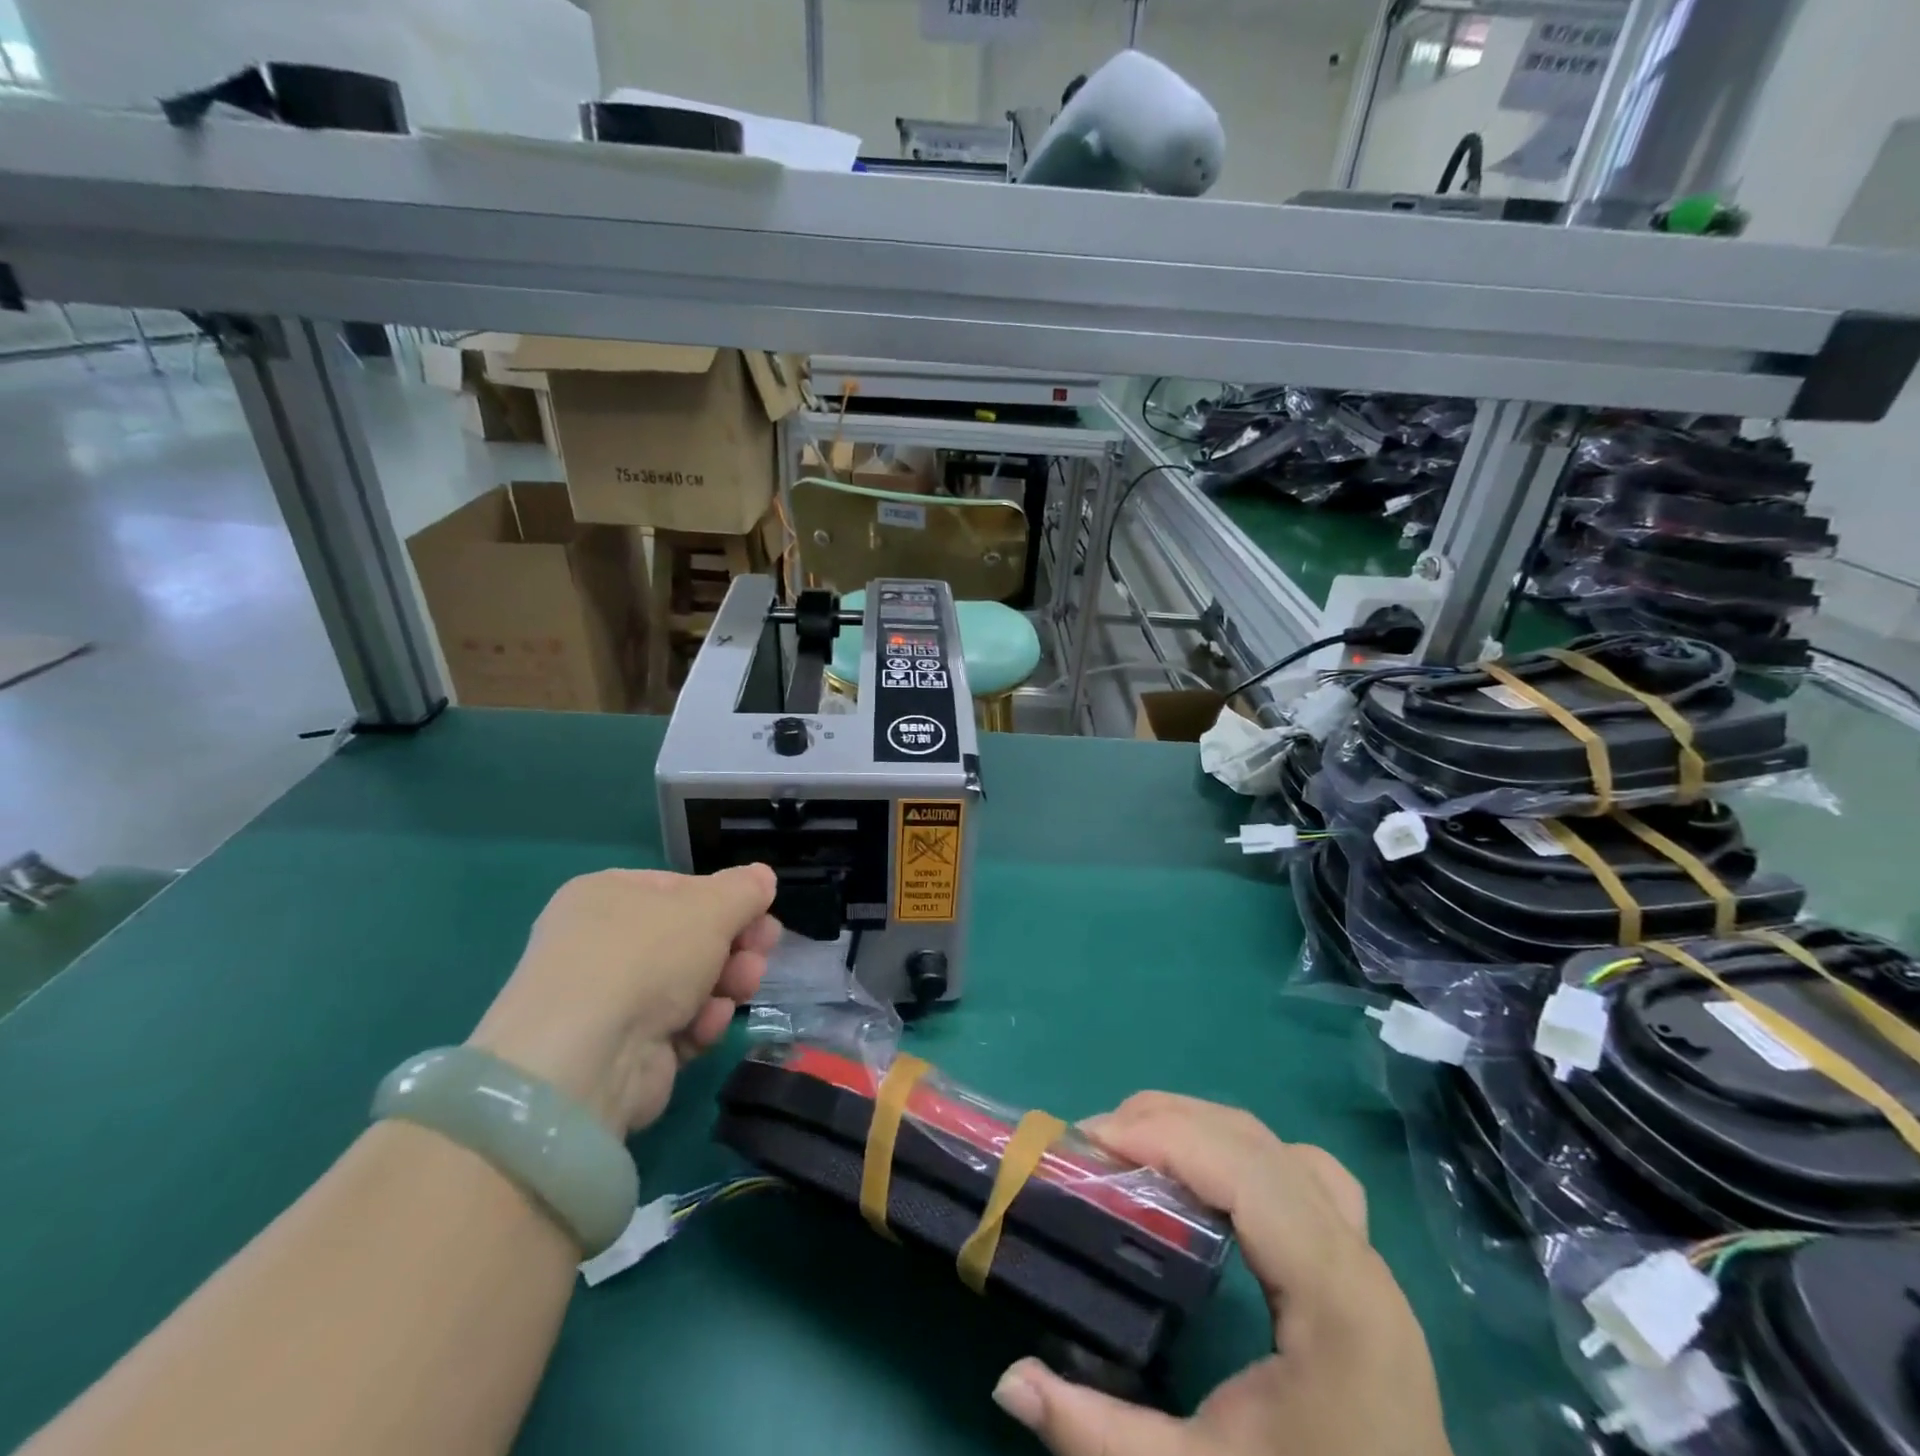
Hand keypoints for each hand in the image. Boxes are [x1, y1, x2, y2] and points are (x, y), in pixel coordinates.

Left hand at [468, 866, 779, 1133]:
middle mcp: (602, 943)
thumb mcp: (709, 908)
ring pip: (691, 982)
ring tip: (743, 987)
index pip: (681, 888)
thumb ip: (744, 890)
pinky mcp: (624, 1048)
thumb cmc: (646, 957)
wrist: (587, 1059)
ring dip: (727, 982)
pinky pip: (678, 1024)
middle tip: (762, 951)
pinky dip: (700, 1023)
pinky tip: (707, 1025)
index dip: (726, 901)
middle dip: (735, 945)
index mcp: (608, 895)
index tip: (763, 913)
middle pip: (691, 937)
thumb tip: (763, 877)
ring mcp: (611, 999)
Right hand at [991, 1093, 1451, 1455]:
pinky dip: (1242, 1153)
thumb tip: (1009, 1379)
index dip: (1163, 1136)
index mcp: (1333, 1298)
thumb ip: (1098, 1435)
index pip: (1242, 1171)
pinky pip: (1301, 1173)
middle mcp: (1358, 1258)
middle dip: (1169, 1121)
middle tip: (1096, 1141)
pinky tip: (1205, 1182)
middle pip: (1256, 1142)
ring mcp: (1368, 1260)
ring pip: (1280, 1147)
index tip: (1090, 1141)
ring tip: (1138, 1145)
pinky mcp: (1363, 1271)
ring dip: (1204, 1128)